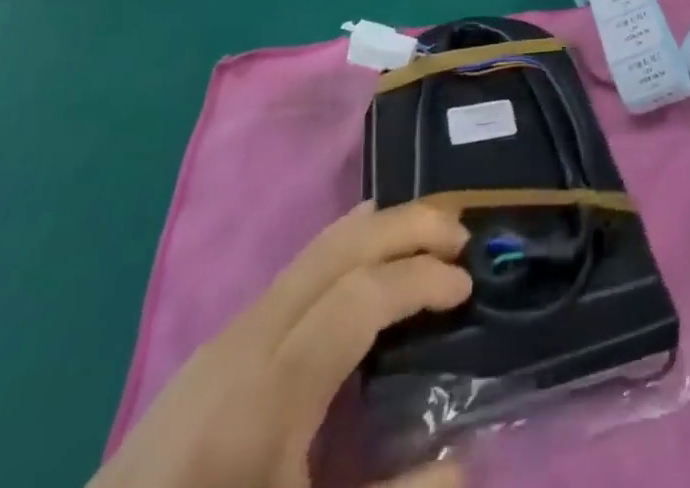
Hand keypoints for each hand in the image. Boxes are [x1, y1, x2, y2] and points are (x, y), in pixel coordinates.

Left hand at [91, 203, 472, 487]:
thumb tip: (466, 466)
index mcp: (268, 393)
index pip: (360, 296)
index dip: (421, 280)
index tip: (466, 286)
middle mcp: (249, 339)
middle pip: (340, 248)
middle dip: (407, 225)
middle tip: (461, 233)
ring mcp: (231, 331)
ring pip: (318, 247)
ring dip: (381, 228)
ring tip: (430, 233)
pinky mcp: (223, 339)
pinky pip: (302, 267)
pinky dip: (352, 246)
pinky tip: (371, 261)